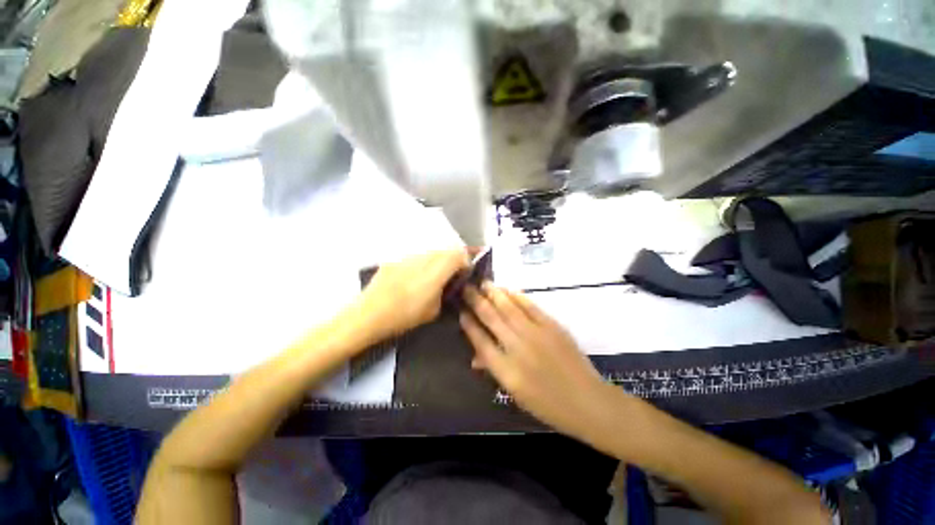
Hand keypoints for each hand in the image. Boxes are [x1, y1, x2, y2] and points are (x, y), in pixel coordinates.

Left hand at [354, 250, 469, 340]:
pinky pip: (415, 258)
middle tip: (451, 276)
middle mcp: (422, 258)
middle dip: (453, 260)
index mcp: (435, 271)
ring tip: (432, 278)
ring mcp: (407, 257)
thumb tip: (448, 286)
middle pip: (445, 250)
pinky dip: (421, 264)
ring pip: (430, 253)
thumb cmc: (403, 316)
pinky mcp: (394, 260)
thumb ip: (445, 293)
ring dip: (437, 261)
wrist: (368, 315)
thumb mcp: (433, 311)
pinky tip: (413, 279)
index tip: (464, 274)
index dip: (465, 262)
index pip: (458, 254)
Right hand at [460, 282, 613, 439]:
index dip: (468, 324)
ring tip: (483, 283)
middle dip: (476, 301)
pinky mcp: (552, 326)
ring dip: (494, 293)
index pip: (480, 340)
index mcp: (505, 370)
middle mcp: (517, 347)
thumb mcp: (516, 394)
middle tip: (466, 288)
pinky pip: (530, 306)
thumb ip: (494, 370)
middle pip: (491, 318)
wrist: (587, 402)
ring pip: (509, 308)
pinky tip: (508, 289)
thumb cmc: (548, 404)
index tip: (461, 311)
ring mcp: (535, 334)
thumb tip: (474, 357)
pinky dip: (517, 296)